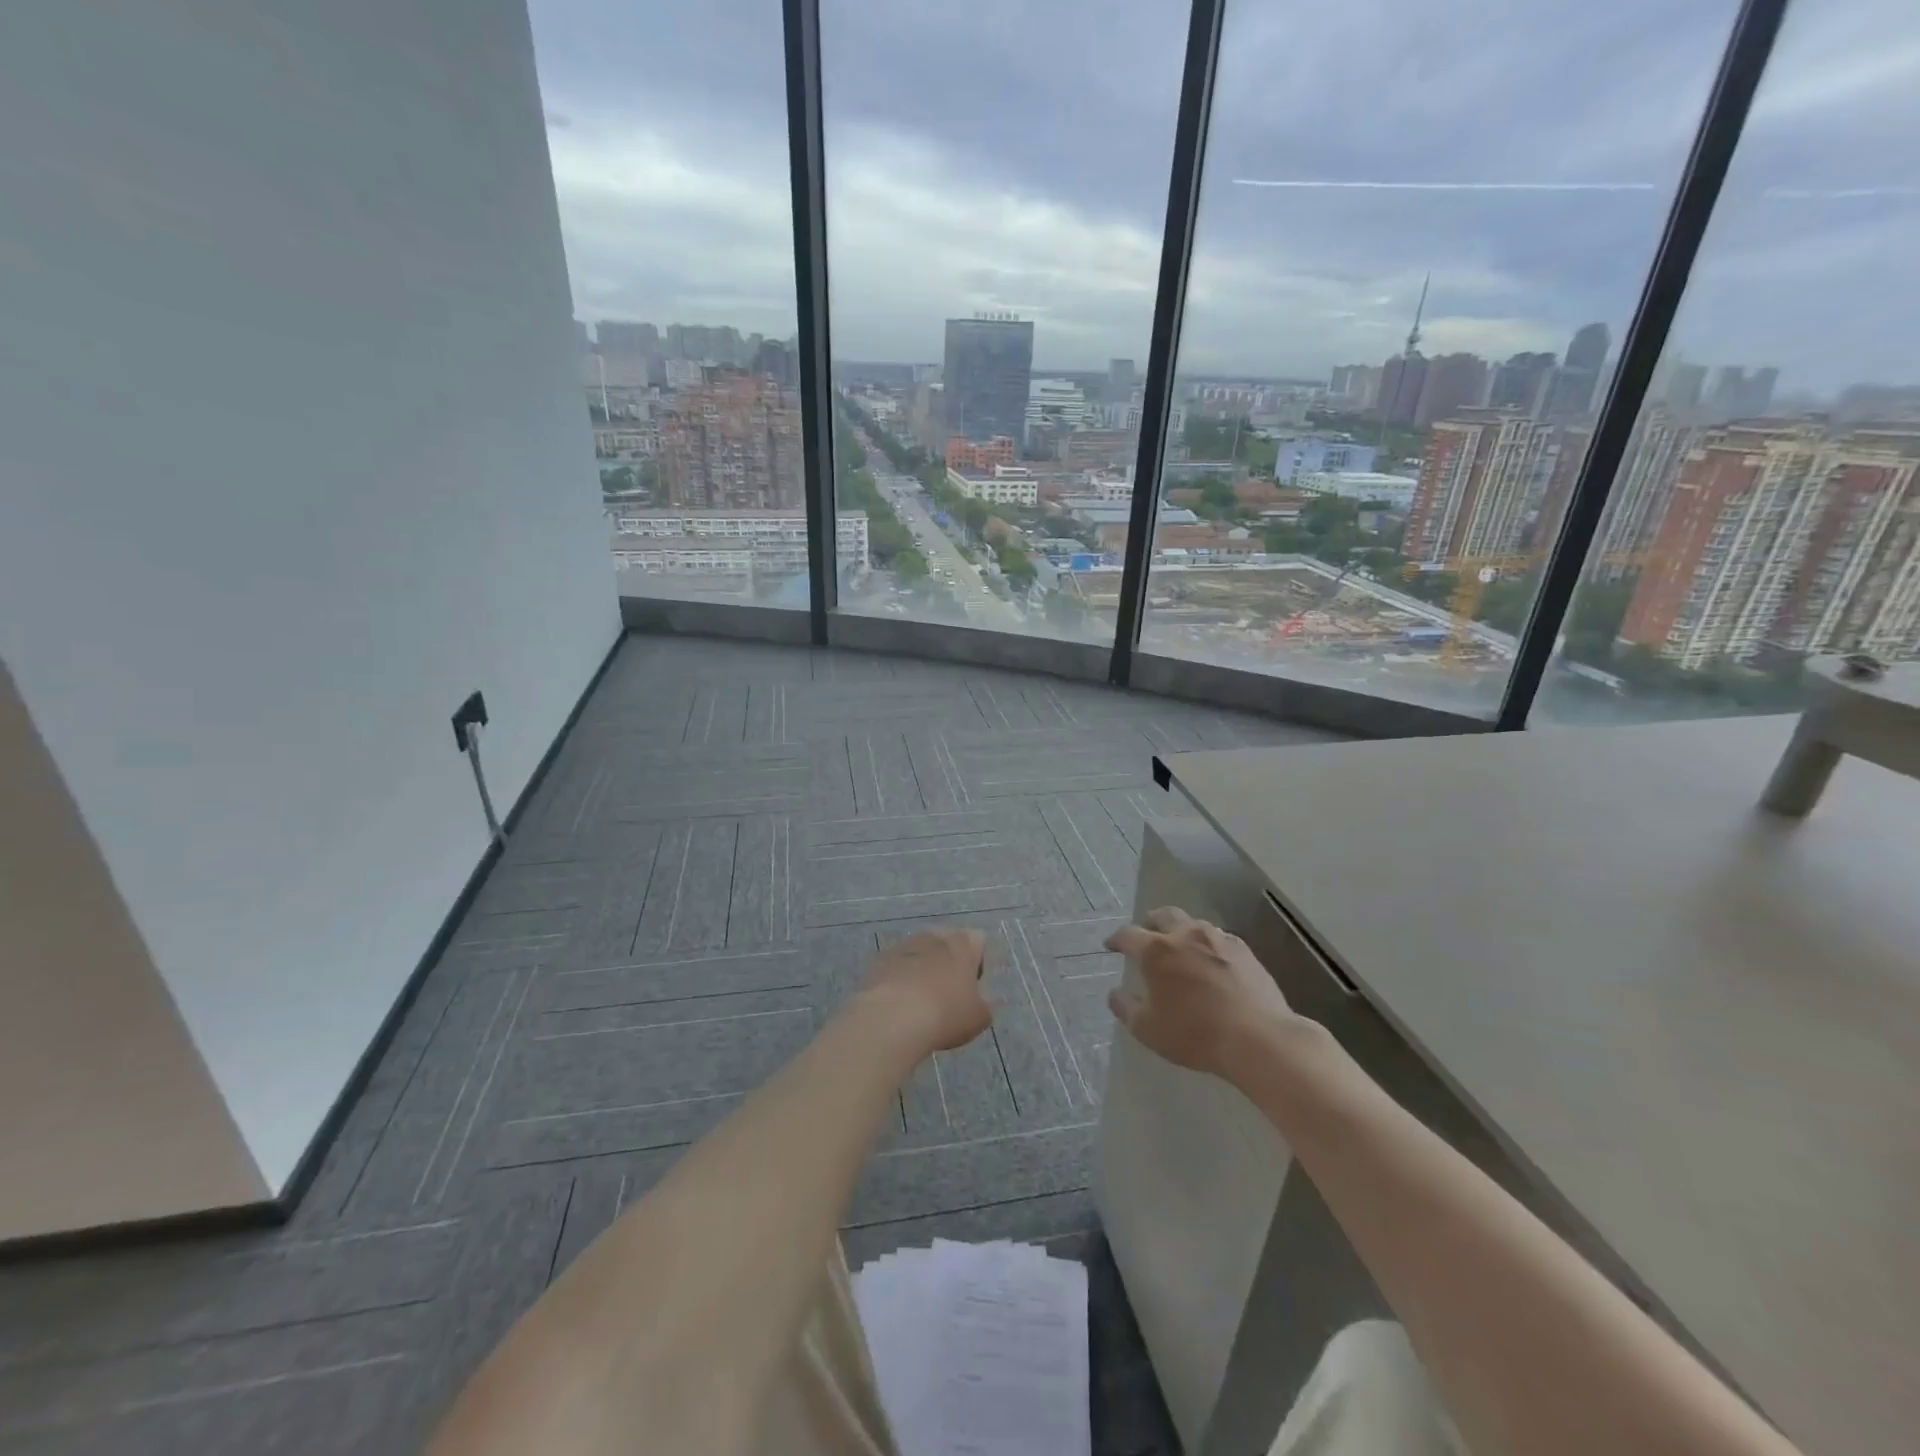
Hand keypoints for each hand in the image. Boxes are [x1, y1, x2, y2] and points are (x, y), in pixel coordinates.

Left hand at [858, 928, 992, 1053]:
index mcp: (962, 943)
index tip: (972, 987)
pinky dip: (899, 978)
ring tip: (919, 1001)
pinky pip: (896, 965)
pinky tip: (898, 1004)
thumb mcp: (978, 1018)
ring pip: (919, 952)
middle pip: (946, 942)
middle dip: (948, 962)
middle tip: (947, 993)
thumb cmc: (945, 1014)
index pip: (978, 940)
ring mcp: (903, 945)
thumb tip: (984, 1001)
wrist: (892, 1018)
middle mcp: (933, 936)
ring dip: (922, 969)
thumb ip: (986, 1005)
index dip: (978, 963)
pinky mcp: (879, 960)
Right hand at [1106, 907, 1298, 1080]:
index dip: (1116, 939)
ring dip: (1181, 930)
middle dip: (1150, 922)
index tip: (1111, 945)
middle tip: (1146, 933)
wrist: (1258, 1038)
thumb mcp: (1148, 1029)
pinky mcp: (1244, 951)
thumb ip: (1125, 1008)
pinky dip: (1207, 944)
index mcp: (1156, 950)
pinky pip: (1219, 938)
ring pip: (1193, 923)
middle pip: (1163, 915)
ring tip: (1180, 947)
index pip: (1128, 935)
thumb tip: (1115, 993)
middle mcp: (1185, 935)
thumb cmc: (1195, 1034)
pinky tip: (1211, 960)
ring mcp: (1218, 939)